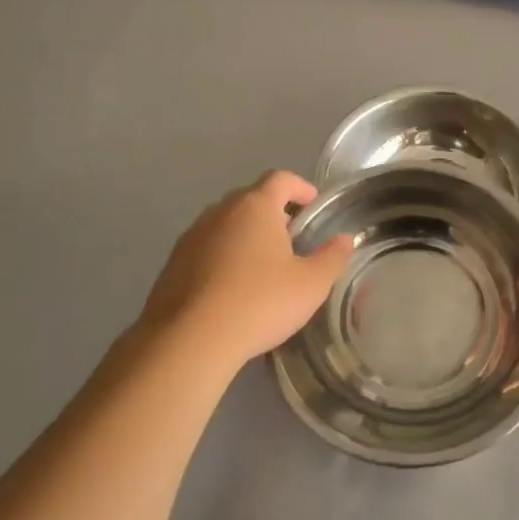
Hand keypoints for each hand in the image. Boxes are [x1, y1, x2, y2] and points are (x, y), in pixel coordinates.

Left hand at [139, 171, 353, 368]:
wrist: (189, 340)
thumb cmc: (259, 303)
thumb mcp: (311, 285)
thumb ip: (332, 257)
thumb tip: (345, 239)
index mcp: (256, 207)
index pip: (281, 179)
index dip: (300, 187)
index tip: (313, 205)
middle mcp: (220, 211)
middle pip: (251, 199)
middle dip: (274, 212)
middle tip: (292, 239)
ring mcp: (192, 236)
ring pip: (226, 224)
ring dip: (247, 235)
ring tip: (264, 266)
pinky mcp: (173, 263)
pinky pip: (207, 248)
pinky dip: (224, 257)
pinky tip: (234, 288)